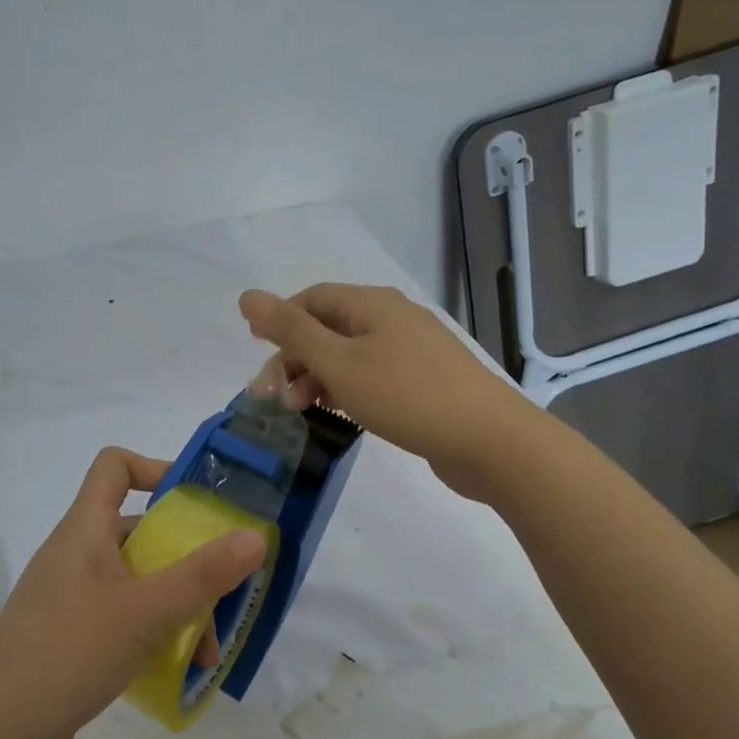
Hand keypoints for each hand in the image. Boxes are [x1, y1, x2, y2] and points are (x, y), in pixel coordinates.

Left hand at [0, 448, 265, 738]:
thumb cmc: (67, 653)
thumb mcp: (144, 612)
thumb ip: (202, 575)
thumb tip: (254, 535)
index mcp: (85, 529)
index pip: (115, 466)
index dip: (156, 468)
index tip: (198, 501)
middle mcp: (78, 553)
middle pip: (138, 529)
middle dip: (186, 554)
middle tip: (226, 586)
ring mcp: (73, 596)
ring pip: (137, 579)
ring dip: (177, 603)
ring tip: (208, 649)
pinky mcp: (72, 634)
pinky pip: (124, 615)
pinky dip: (154, 630)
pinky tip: (180, 668)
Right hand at [239, 283, 528, 494]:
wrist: (490, 441)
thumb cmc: (406, 395)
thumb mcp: (339, 362)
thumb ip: (290, 330)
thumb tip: (247, 296)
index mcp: (371, 304)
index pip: (310, 299)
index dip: (279, 323)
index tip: (259, 359)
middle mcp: (391, 318)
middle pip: (327, 328)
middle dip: (295, 358)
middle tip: (275, 399)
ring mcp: (411, 351)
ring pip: (348, 355)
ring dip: (317, 378)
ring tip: (301, 412)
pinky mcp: (423, 382)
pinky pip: (371, 376)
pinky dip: (346, 391)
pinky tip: (339, 415)